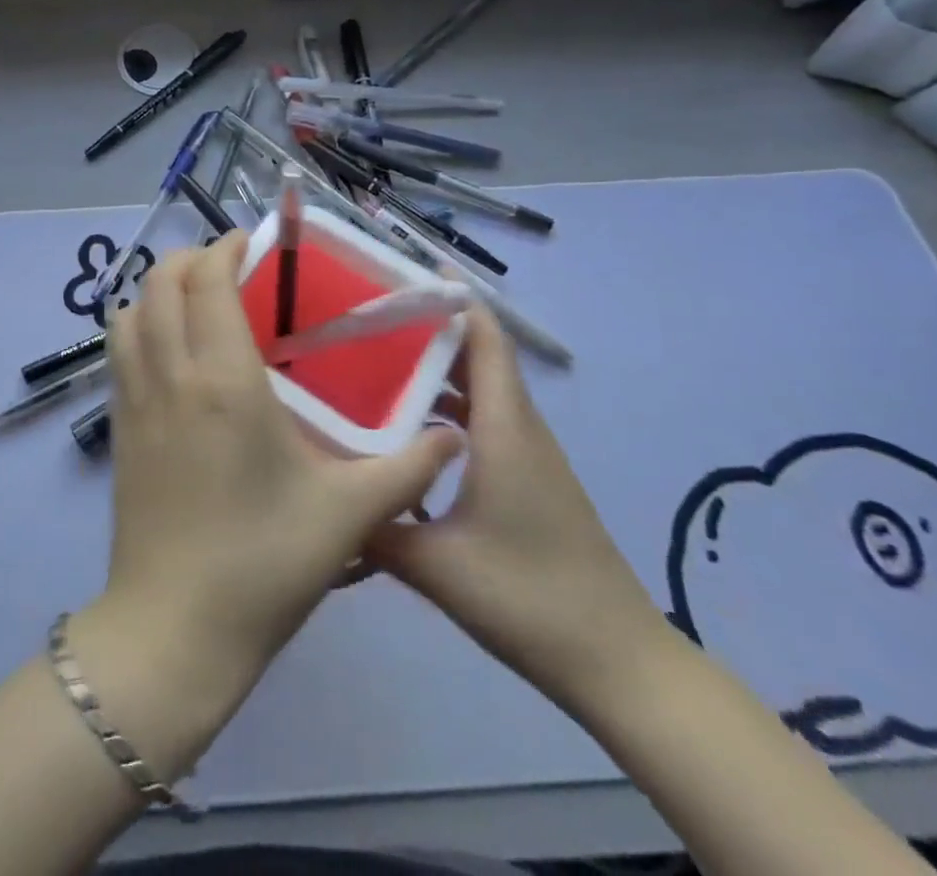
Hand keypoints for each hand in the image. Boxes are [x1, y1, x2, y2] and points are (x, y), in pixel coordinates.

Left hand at [95, 233, 464, 709]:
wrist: (174, 629)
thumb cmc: (264, 564)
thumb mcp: (349, 514)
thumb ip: (408, 469)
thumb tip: (455, 437)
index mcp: (223, 379)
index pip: (208, 281)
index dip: (225, 249)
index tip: (253, 244)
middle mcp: (170, 373)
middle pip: (159, 282)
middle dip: (191, 259)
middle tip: (232, 269)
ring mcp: (134, 399)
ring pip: (129, 312)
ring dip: (158, 291)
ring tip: (199, 304)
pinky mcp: (118, 427)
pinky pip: (119, 351)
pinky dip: (140, 326)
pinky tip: (175, 353)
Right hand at [368, 302, 671, 715]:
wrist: (617, 663)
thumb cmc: (529, 598)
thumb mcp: (435, 565)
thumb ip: (373, 525)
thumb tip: (319, 493)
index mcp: (503, 427)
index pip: (484, 337)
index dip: (451, 296)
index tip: (401, 272)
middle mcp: (517, 427)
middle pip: (474, 354)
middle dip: (424, 328)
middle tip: (361, 318)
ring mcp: (525, 454)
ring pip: (476, 390)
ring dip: (431, 370)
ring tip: (369, 363)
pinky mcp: (525, 479)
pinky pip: (480, 421)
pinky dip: (443, 408)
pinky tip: (400, 430)